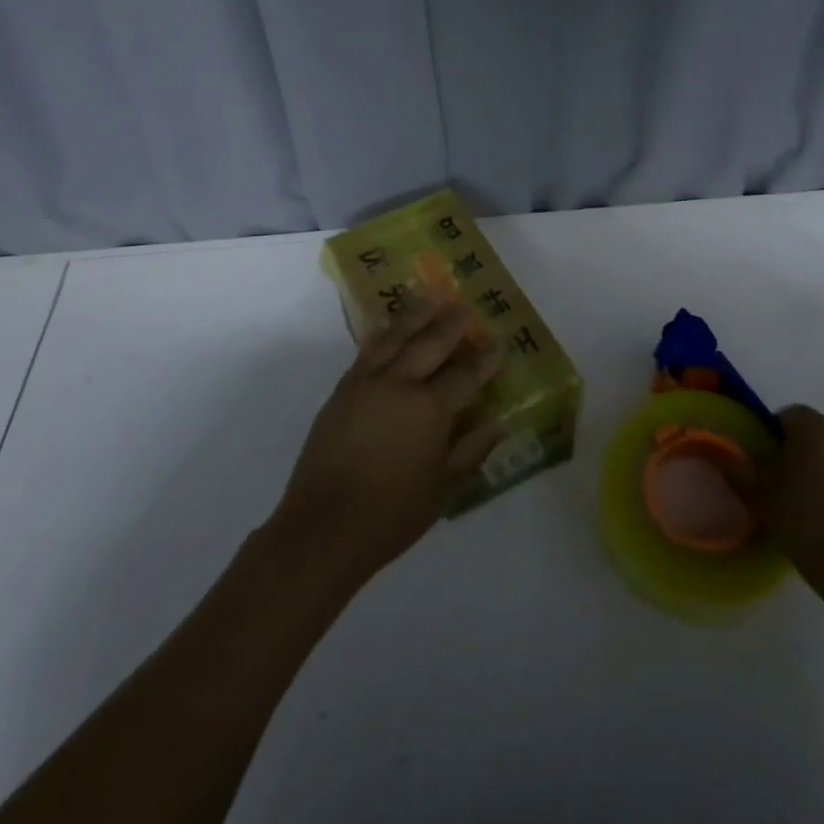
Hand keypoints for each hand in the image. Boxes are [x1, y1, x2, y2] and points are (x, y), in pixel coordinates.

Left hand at [270, 290, 506, 588]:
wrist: (324, 527)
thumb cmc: (392, 514)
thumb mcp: (443, 488)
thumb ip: (472, 449)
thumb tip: (498, 421)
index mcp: (430, 409)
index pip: (466, 375)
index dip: (485, 359)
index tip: (499, 343)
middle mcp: (400, 385)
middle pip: (431, 343)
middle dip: (451, 323)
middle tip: (464, 306)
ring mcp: (367, 383)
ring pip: (396, 337)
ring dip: (416, 315)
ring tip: (430, 297)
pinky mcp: (342, 390)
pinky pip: (367, 351)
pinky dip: (383, 334)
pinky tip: (390, 327)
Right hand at [746, 406, 823, 614]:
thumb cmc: (806, 522)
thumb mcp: (760, 495)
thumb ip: (740, 468)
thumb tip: (727, 455)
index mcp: (815, 427)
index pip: (787, 415)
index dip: (773, 437)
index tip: (765, 465)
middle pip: (817, 435)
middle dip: (801, 453)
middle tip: (785, 487)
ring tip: (814, 509)